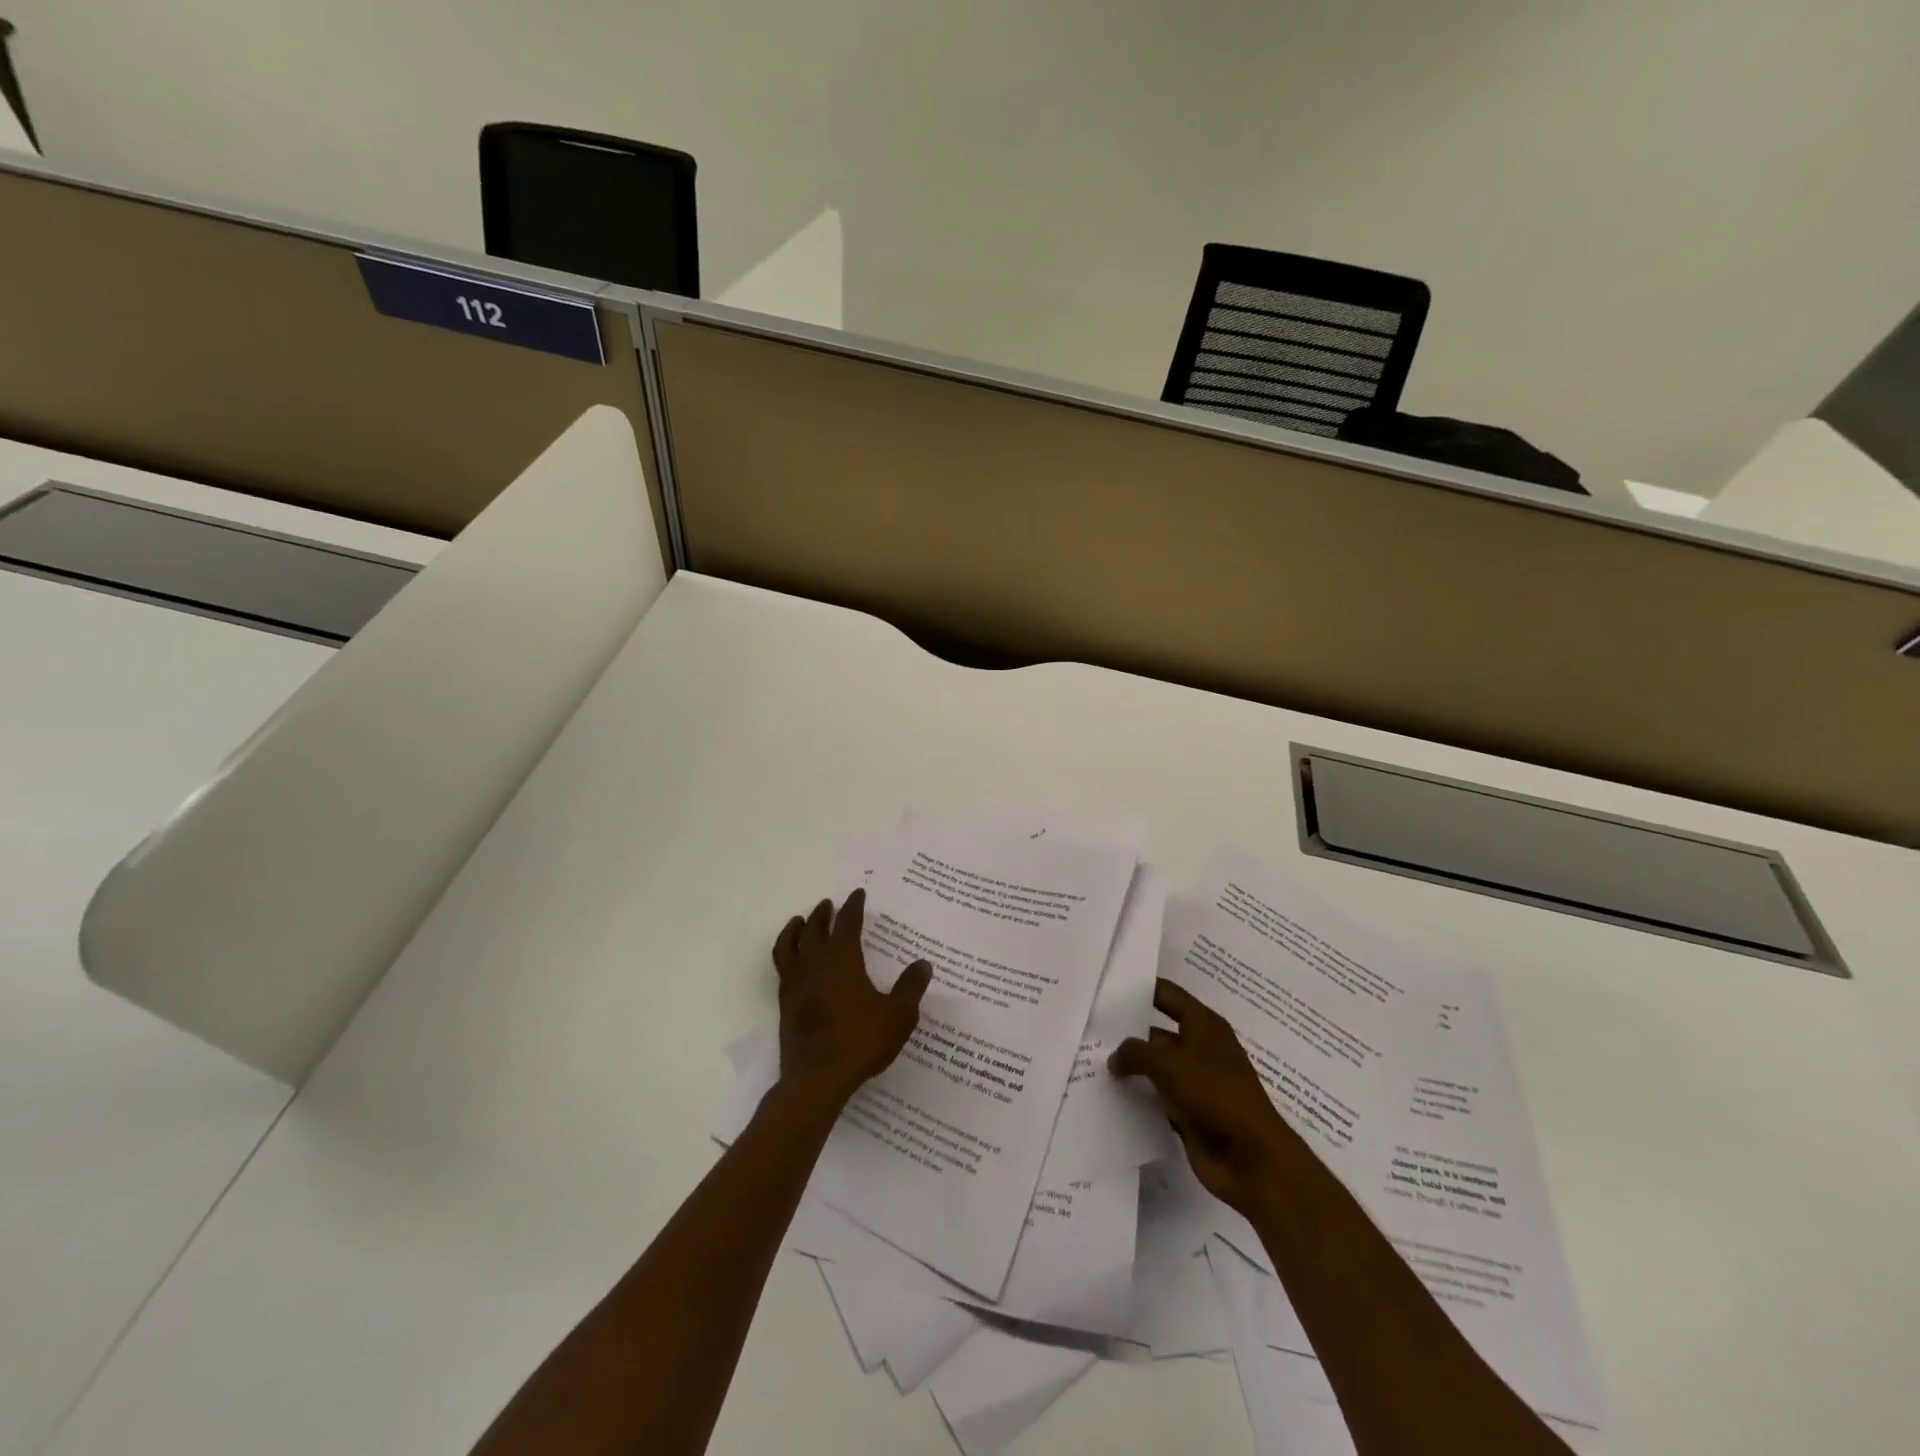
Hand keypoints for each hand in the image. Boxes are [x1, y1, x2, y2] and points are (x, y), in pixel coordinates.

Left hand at [772, 888, 931, 1112]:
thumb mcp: (898, 1015)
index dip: (853, 906)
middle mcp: (815, 964)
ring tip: (799, 921)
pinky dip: (787, 954)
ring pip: (789, 945)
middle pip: (814, 929)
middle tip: (828, 904)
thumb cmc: (860, 1042)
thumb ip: (910, 987)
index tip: (858, 893)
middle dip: (822, 914)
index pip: (847, 922)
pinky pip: (782, 968)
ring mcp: (795, 984)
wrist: (817, 1079)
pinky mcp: (785, 1004)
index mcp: (842, 959)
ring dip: (795, 929)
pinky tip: (795, 962)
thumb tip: (923, 963)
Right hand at [1109, 979, 1299, 1218]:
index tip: (1106, 988)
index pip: (1166, 994)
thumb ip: (1136, 1053)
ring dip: (1130, 1067)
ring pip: (1155, 1066)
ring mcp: (1195, 1081)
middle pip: (1157, 1031)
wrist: (1252, 1160)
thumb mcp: (1171, 1065)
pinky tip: (1109, 1094)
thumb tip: (1115, 1057)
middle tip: (1089, 1028)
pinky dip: (1138, 1095)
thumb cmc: (1216, 1096)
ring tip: (1091, 1061)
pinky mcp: (1189, 1111)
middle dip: (1127, 1031)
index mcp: (1204, 1025)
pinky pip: (1157, 1096)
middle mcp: (1200, 1047)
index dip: (1139, 989)